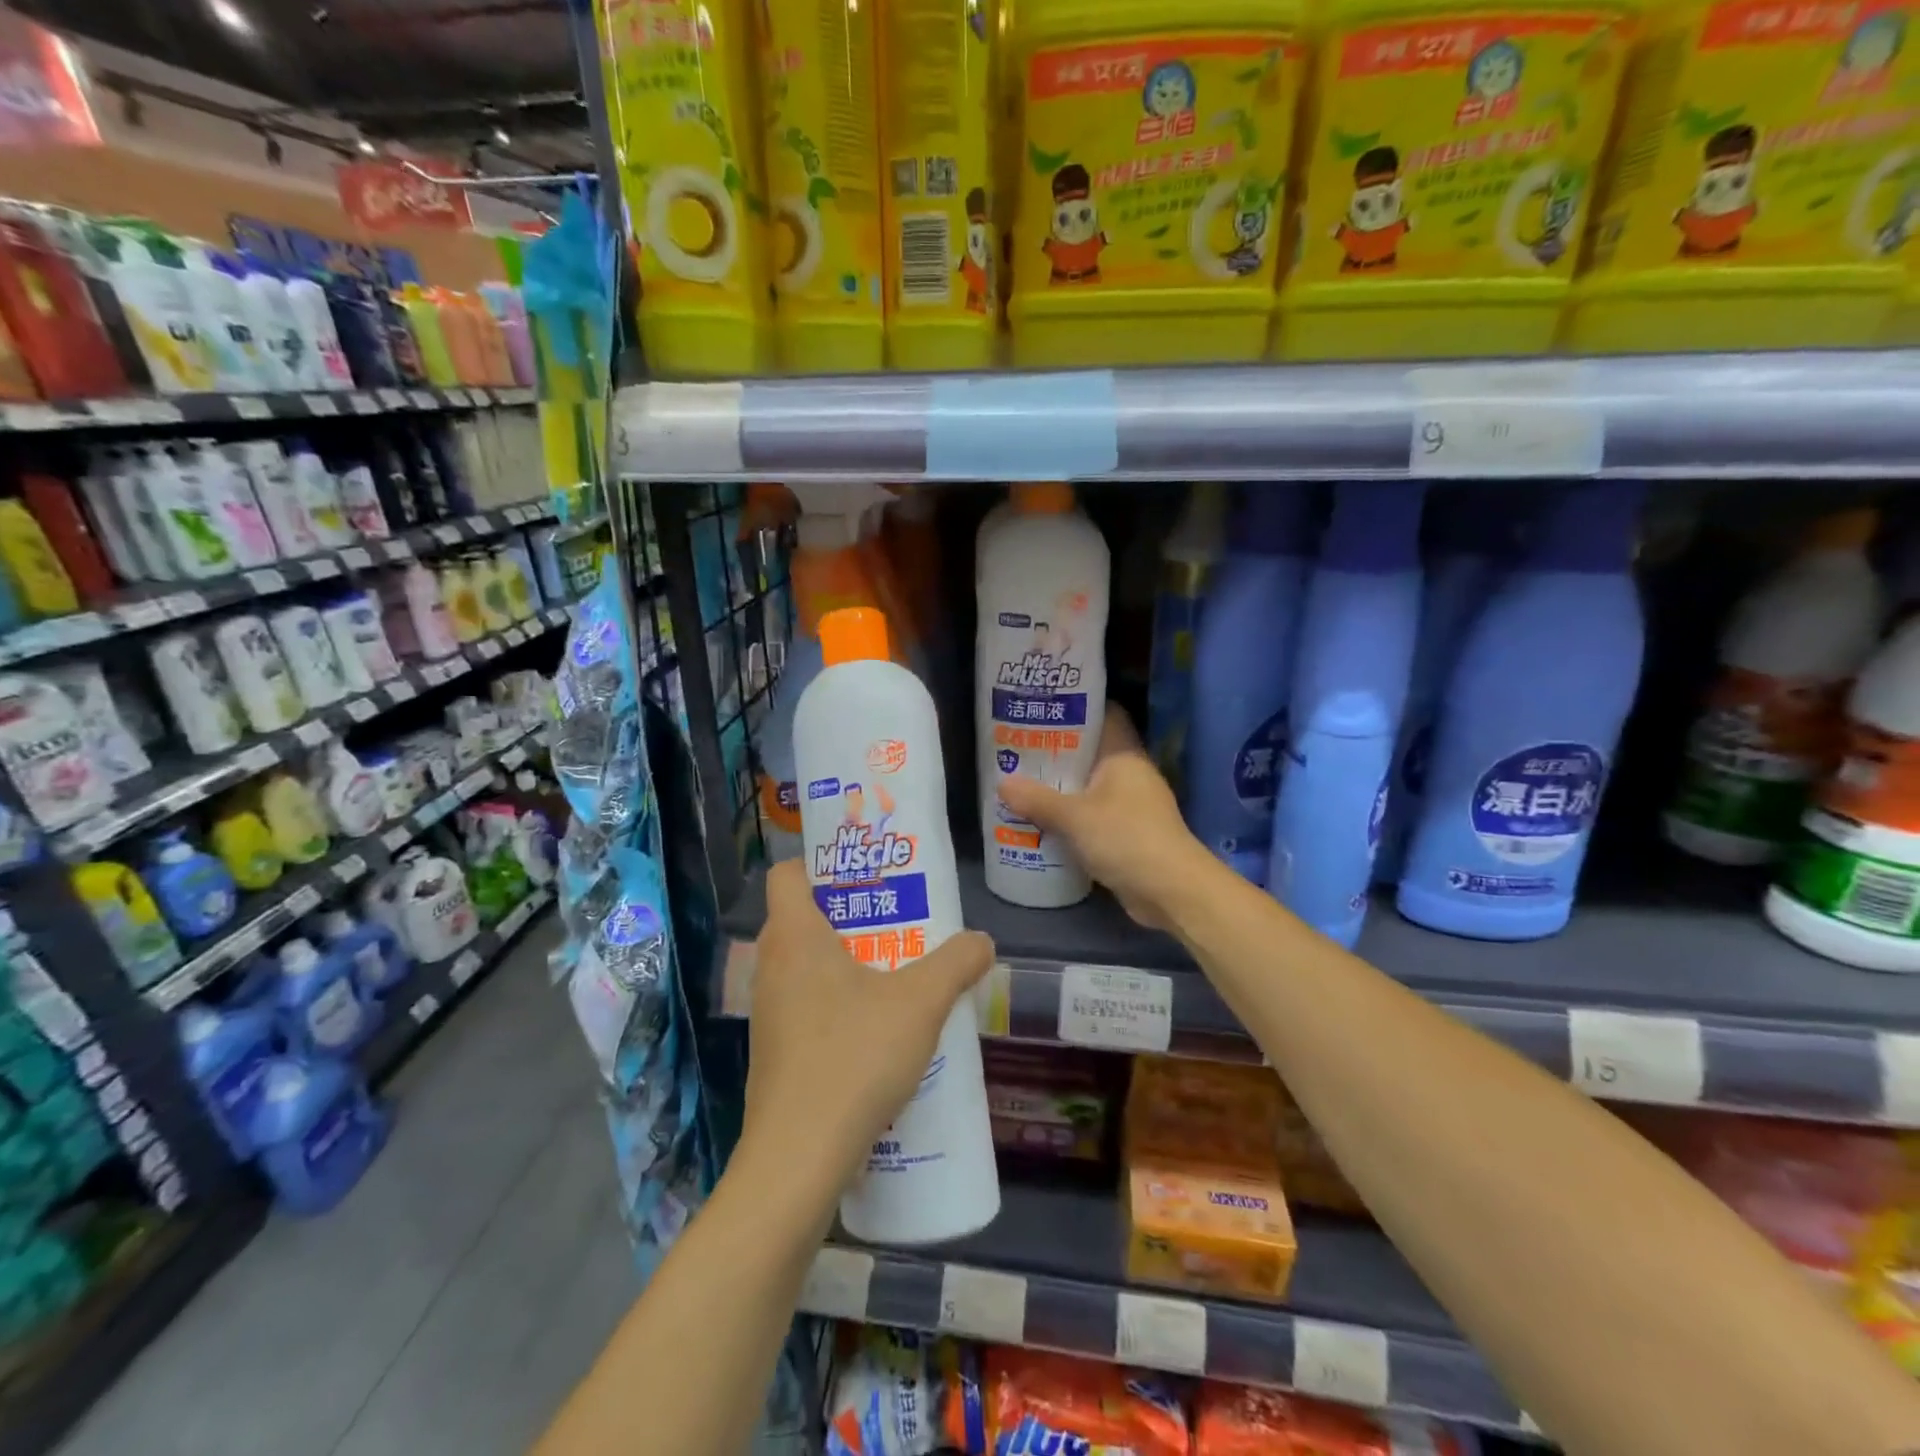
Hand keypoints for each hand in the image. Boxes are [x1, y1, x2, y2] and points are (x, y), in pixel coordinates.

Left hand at [744, 861, 993, 1210]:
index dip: (820, 863)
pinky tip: (879, 1029)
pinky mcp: (777, 1053)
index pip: (787, 873)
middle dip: (849, 912)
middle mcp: (771, 967)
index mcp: (794, 937)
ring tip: (896, 969)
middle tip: (897, 916)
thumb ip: (957, 963)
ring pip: (805, 965)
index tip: (865, 873)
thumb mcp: (920, 1002)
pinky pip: (806, 1006)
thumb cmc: (854, 1058)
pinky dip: (838, 1002)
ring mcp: (769, 1013)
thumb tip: (982, 941)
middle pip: (802, 917)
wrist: (798, 1160)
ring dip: (846, 960)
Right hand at [998, 704, 1213, 930]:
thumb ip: (1037, 800)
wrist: (1170, 892)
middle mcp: (1130, 774)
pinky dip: (1070, 817)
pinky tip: (1041, 820)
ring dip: (1060, 788)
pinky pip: (1092, 816)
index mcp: (1124, 755)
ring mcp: (1131, 805)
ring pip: (1089, 787)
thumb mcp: (1074, 817)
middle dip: (1056, 752)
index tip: (1042, 709)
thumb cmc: (1126, 838)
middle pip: (1091, 752)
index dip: (1076, 708)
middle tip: (1017, 748)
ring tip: (1021, 782)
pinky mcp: (1127, 834)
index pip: (1104, 715)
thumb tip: (1002, 783)